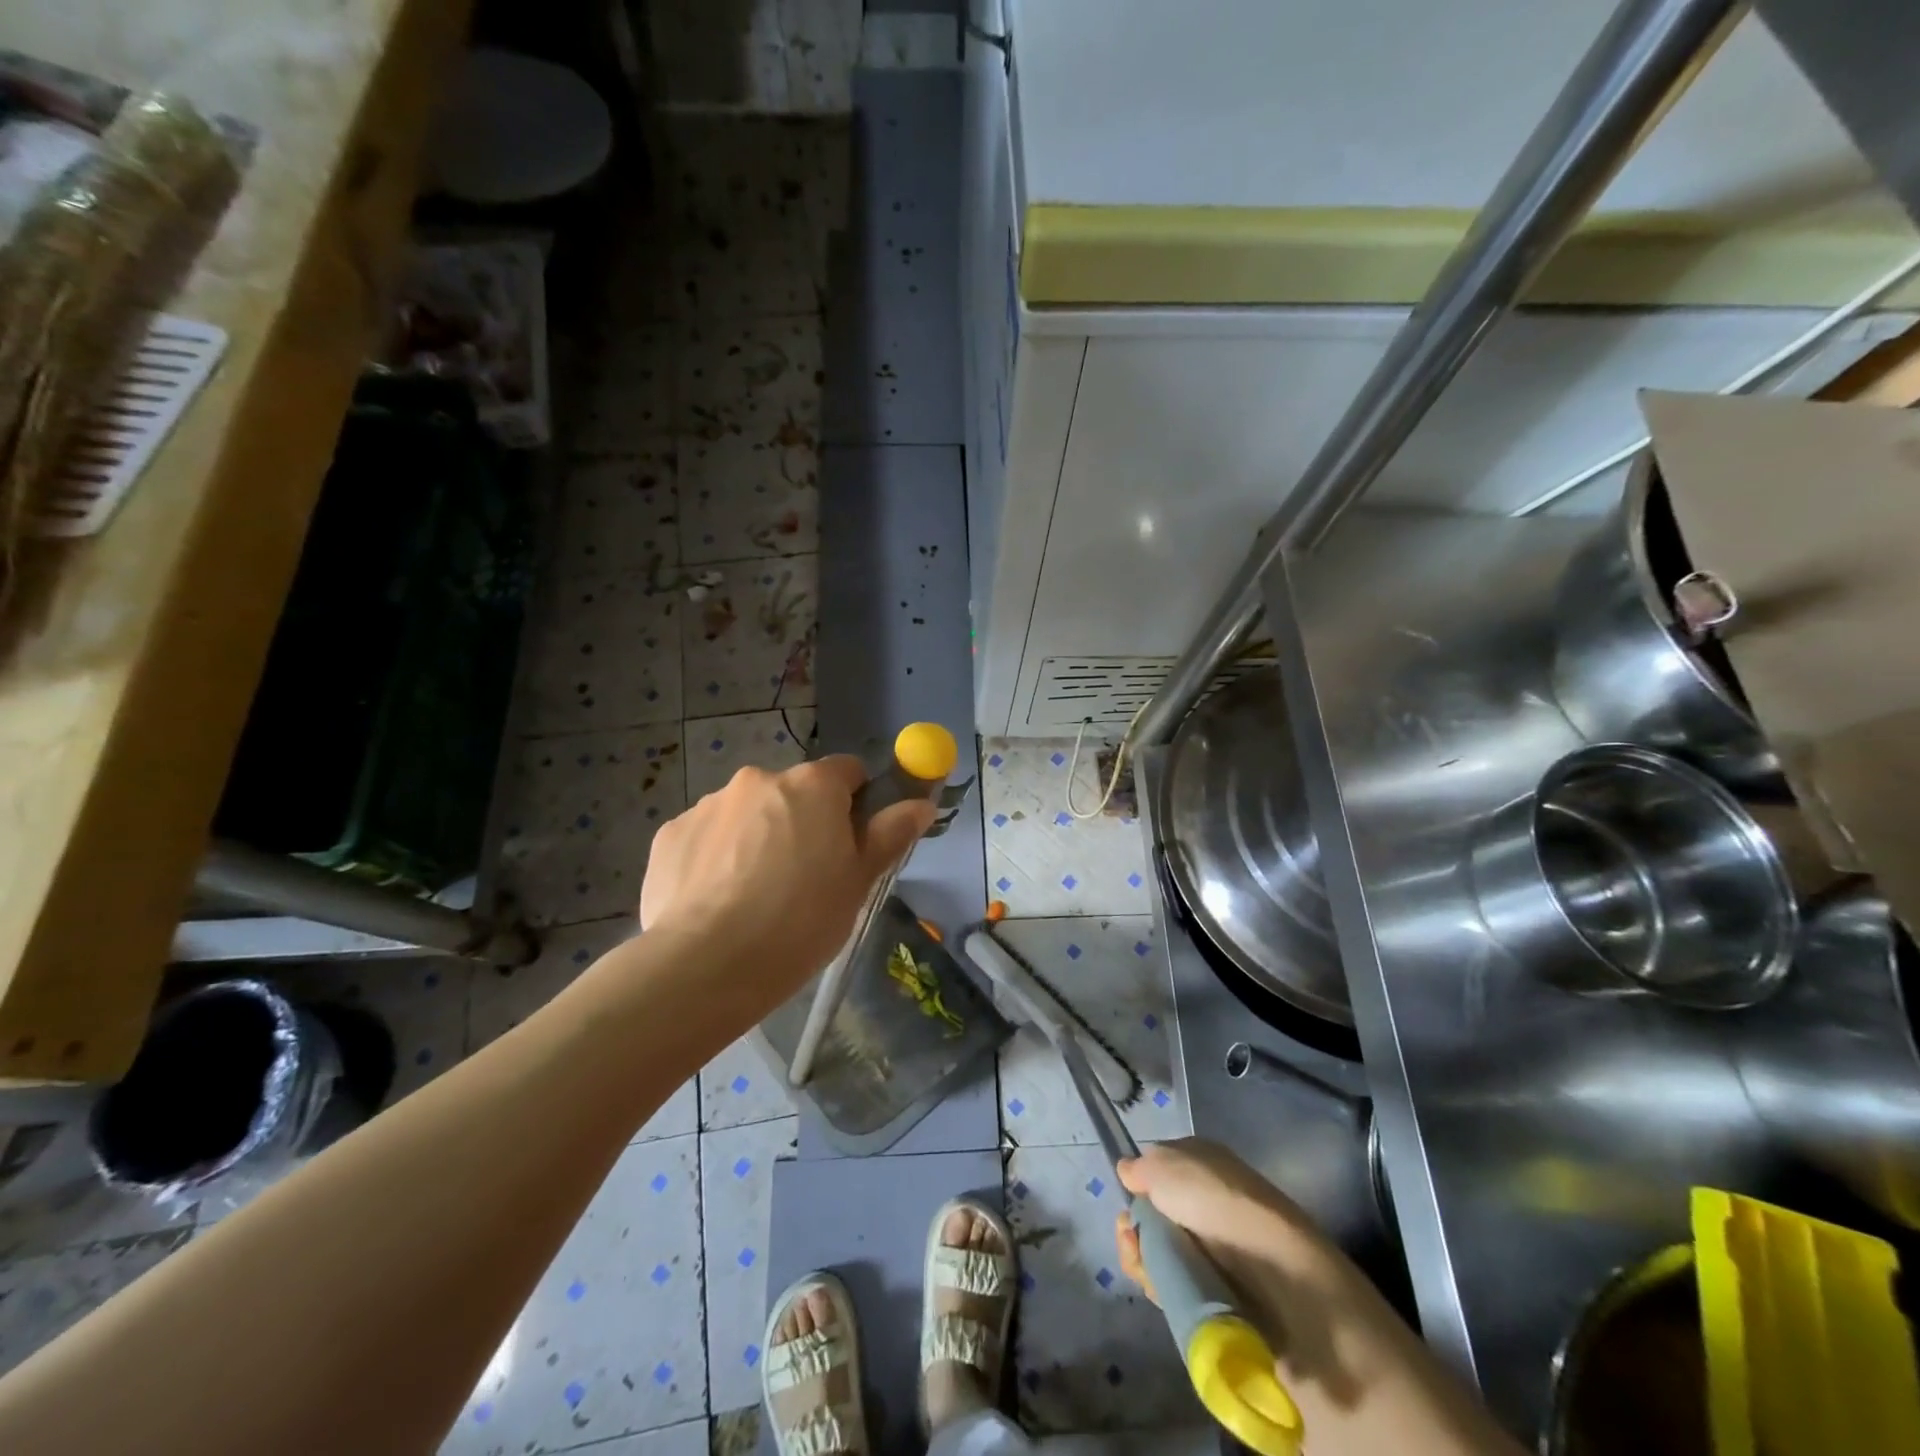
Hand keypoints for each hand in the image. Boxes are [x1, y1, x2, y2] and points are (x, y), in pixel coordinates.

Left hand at [639, 755, 935, 989]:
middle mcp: (759, 778)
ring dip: (757, 838)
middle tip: (804, 878)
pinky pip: (707, 837)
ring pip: (748, 813)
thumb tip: (921, 803)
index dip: (856, 803)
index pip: (848, 771)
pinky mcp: (670, 833)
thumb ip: (890, 834)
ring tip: (753, 897)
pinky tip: (716, 902)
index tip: (851, 843)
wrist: (706, 965)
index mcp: (812, 785)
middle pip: (794, 792)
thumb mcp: (859, 882)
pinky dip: (717, 858)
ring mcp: (709, 804)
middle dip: (802, 822)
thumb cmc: (800, 921)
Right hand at [1114, 1139, 1343, 1305]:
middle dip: (1134, 1231)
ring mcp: (1213, 1247)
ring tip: (1149, 1270)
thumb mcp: (1165, 1165)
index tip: (1127, 1203)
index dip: (1137, 1189)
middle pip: (1153, 1217)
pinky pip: (1176, 1284)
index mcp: (1200, 1162)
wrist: (1275, 1271)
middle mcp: (1206, 1200)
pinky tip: (1162, 1289)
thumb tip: (1128, 1172)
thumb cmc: (1215, 1201)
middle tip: (1133, 1241)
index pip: (1156, 1173)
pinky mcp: (1218, 1288)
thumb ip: (1139, 1167)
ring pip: (1160, 1252)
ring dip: (1144, 1261)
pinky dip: (1163, 1287)